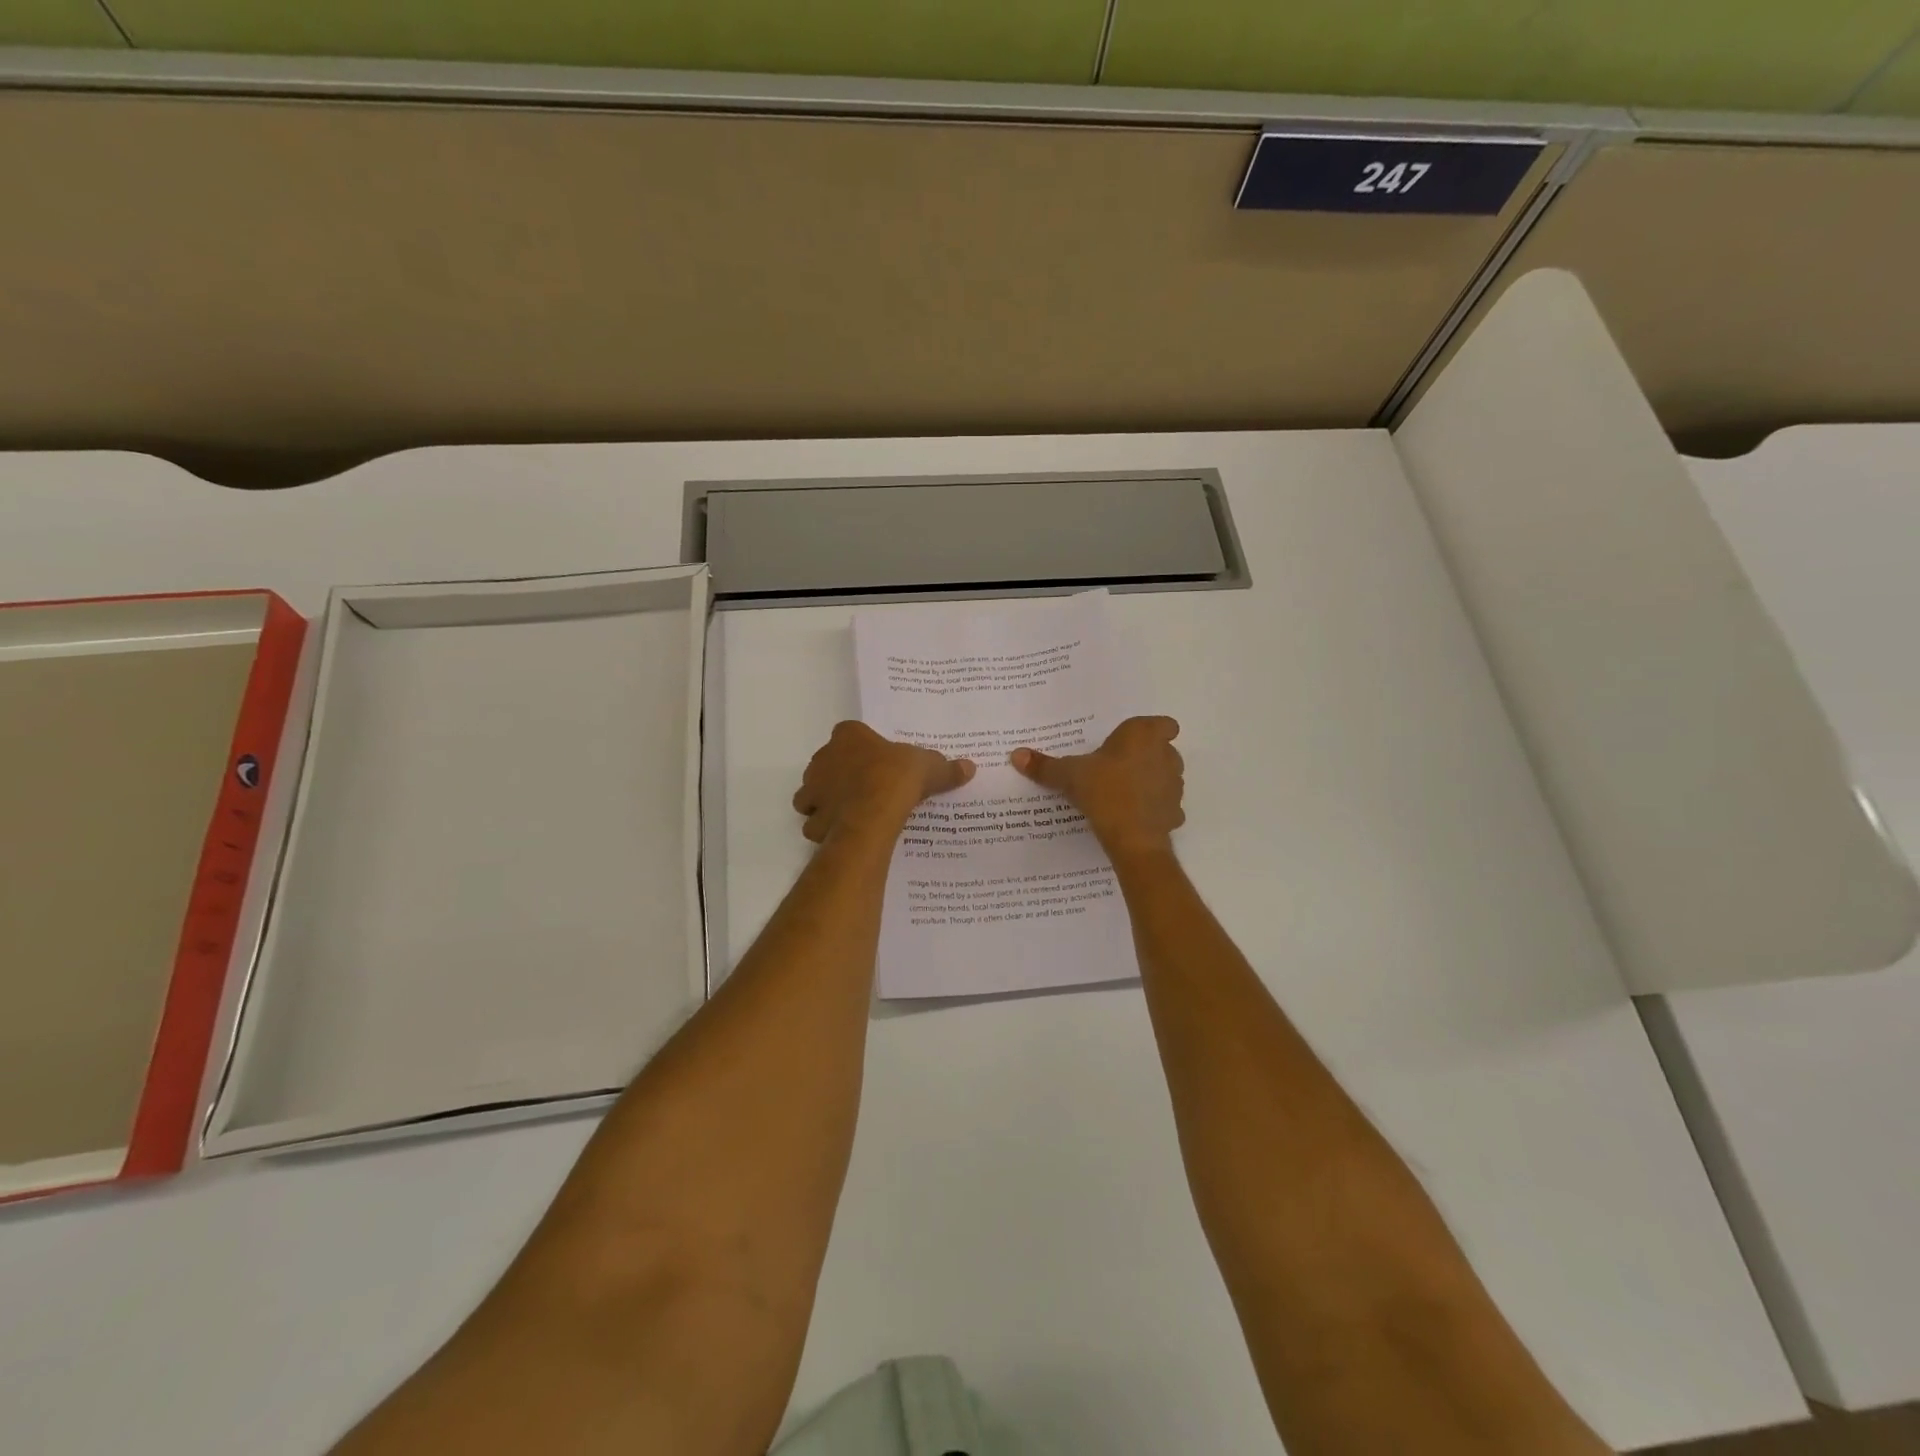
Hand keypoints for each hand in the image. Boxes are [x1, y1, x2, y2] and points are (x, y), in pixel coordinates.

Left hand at [793, 721, 974, 843]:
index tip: (876, 761)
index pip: (849, 734)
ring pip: (814, 792)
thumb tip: (969, 767)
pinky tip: (846, 833)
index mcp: (848, 736)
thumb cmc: (897, 778)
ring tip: (852, 811)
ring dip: (827, 800)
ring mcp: (814, 789)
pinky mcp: (813, 817)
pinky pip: (816, 822)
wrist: (874, 813)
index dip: (861, 747)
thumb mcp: (929, 767)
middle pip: (828, 763)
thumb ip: (945, 768)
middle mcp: (823, 758)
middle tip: (866, 787)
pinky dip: (826, 828)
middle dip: (841, 774)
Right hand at [1010, 716, 1184, 859]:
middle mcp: (1166, 755)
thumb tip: (1016, 755)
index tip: (1130, 743)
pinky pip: (1165, 806)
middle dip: (1146, 757)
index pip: (1163, 724)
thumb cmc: (1104, 790)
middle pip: (1163, 750)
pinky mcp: (1175, 812)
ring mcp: (1175, 785)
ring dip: (1151, 782)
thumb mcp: (1069, 775)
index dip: (1151, 732)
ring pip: (1166, 777)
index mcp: (1144, 735)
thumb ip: (1045, 766)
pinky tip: (1133, 817)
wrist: (1132, 837)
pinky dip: (1152, 810)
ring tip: (1122, 793)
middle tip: (1117, 767)